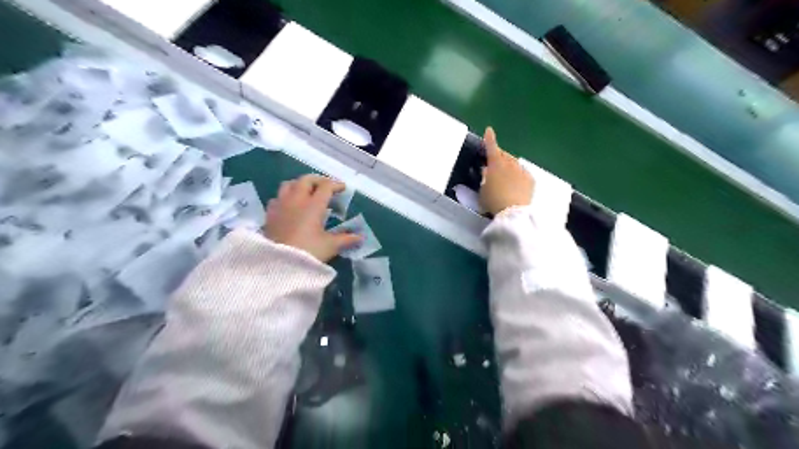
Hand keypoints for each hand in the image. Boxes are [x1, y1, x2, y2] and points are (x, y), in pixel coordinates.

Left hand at [264, 174, 361, 260]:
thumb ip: (346, 239)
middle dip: (318, 180)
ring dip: (300, 184)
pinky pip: (277, 197)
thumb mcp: (330, 246)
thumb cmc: (308, 252)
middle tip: (326, 186)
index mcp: (313, 205)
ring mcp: (281, 205)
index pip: (326, 187)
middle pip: (306, 179)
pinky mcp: (270, 214)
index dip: (336, 185)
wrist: (279, 264)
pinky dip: (286, 196)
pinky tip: (289, 205)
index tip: (343, 188)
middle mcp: (296, 200)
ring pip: (289, 184)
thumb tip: (360, 237)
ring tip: (307, 191)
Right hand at [477, 126, 532, 215]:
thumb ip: (484, 178)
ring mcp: (521, 171)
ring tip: (505, 177)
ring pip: (514, 164)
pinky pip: (523, 173)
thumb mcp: (483, 190)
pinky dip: (518, 175)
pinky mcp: (530, 180)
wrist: (513, 212)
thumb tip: (486, 171)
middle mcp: (510, 164)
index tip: (489, 130)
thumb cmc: (493, 201)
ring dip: (509, 166)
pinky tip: (515, 185)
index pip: (491, 147)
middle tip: (494, 164)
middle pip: (504, 155)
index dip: (489, 138)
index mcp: (495, 164)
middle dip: (499, 156)